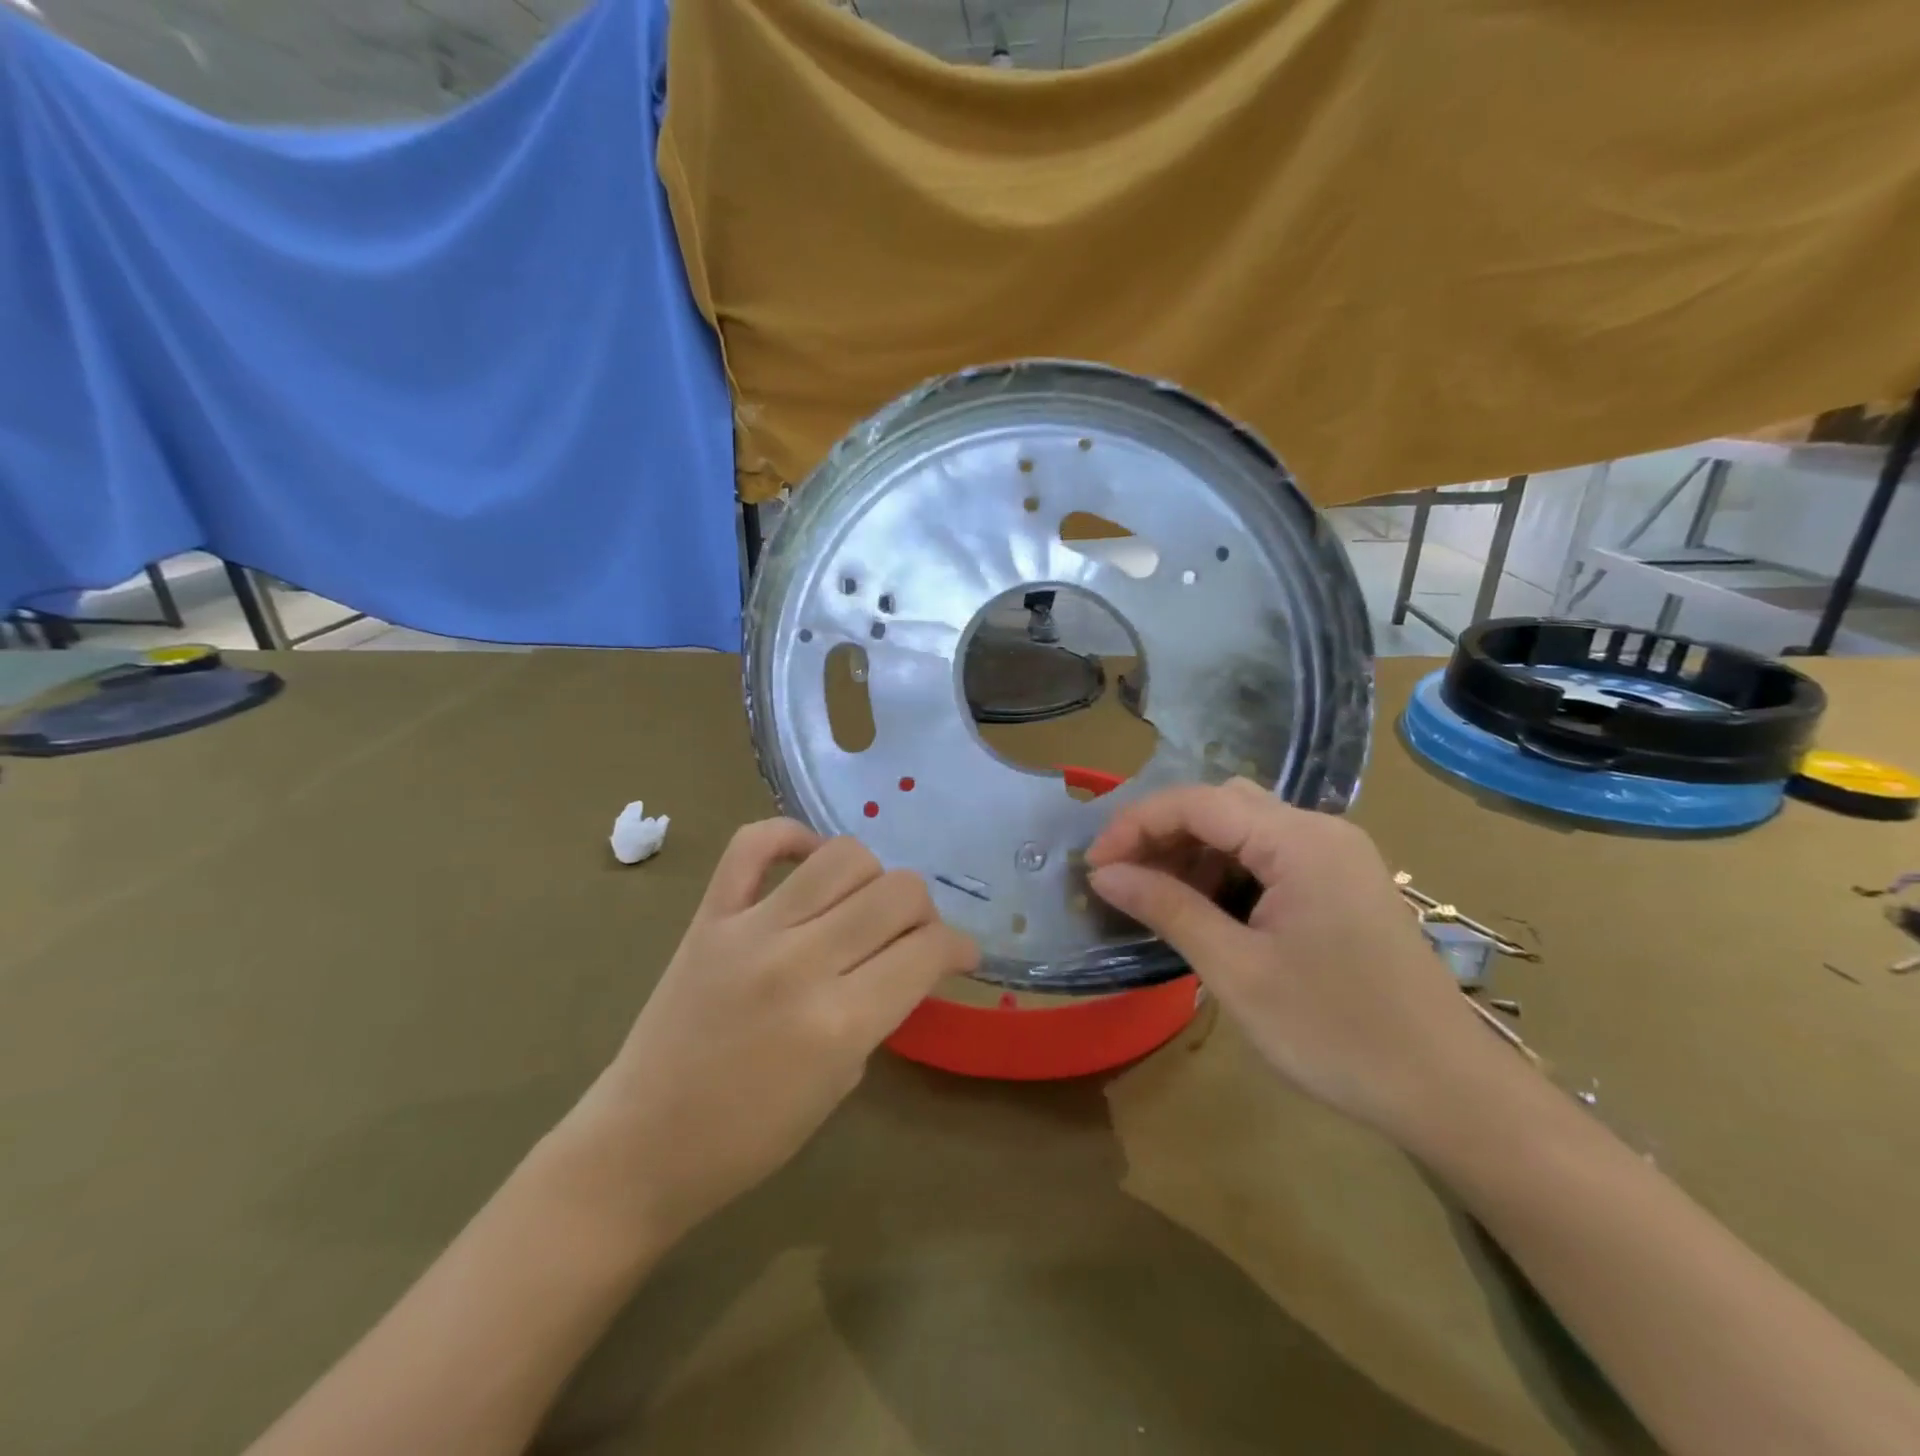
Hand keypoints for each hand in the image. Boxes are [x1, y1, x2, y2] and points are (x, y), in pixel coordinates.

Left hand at [565, 821, 977, 1246]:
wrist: (642, 1145)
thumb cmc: (751, 1136)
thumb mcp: (842, 1080)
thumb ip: (882, 1008)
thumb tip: (913, 957)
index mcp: (840, 1022)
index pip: (928, 950)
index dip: (959, 947)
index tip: (961, 954)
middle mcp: (801, 962)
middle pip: (898, 892)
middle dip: (924, 912)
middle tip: (913, 936)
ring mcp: (750, 930)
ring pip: (843, 857)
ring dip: (872, 877)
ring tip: (862, 905)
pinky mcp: (709, 915)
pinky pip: (754, 843)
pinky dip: (791, 836)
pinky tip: (808, 860)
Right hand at [1085, 779, 1509, 1143]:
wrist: (1448, 1092)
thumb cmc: (1336, 1032)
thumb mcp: (1236, 971)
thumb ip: (1167, 908)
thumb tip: (1104, 874)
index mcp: (1299, 840)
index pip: (1196, 802)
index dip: (1135, 825)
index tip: (1093, 866)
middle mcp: (1321, 831)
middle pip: (1220, 806)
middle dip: (1162, 834)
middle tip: (1121, 880)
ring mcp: (1337, 856)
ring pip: (1243, 829)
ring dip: (1192, 854)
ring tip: (1155, 899)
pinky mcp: (1342, 884)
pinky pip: (1268, 857)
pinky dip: (1226, 873)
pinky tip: (1206, 911)